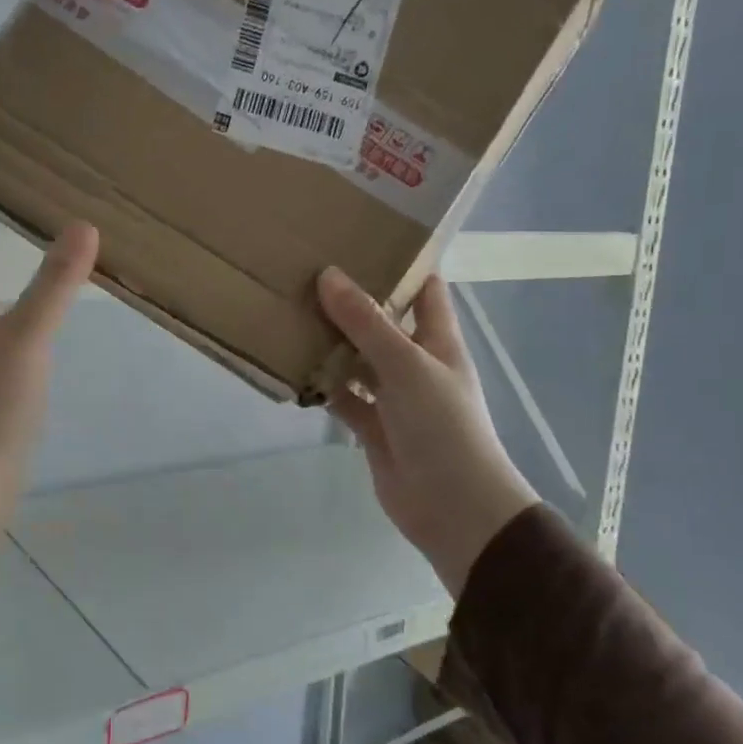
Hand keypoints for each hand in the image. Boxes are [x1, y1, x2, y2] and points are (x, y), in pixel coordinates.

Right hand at [317, 268, 538, 594]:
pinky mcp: (373, 427)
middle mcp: (416, 363)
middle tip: (306, 271)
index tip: (360, 236)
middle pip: (382, 322)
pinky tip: (292, 367)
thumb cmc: (442, 426)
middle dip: (351, 301)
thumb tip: (329, 274)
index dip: (401, 262)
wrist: (453, 506)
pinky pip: (344, 397)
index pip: (424, 288)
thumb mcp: (406, 365)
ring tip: (290, 312)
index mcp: (438, 340)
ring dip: (331, 343)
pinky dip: (323, 385)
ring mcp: (394, 397)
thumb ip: (366, 323)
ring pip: (358, 360)